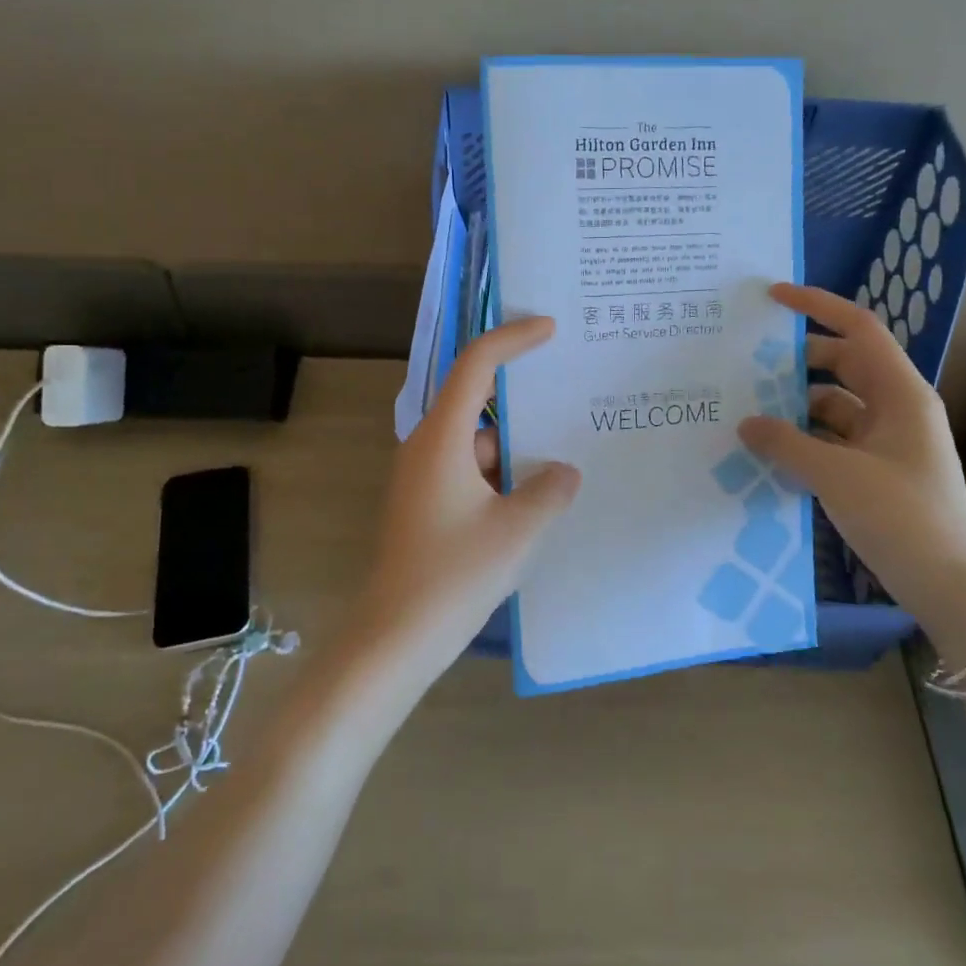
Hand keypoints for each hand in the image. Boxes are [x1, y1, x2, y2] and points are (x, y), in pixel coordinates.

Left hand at [351, 317, 581, 694]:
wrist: (396, 637)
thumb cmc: (455, 574)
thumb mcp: (518, 530)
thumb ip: (550, 491)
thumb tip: (564, 472)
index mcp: (442, 438)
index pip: (475, 366)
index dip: (512, 339)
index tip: (549, 328)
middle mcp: (426, 447)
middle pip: (478, 404)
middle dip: (524, 403)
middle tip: (569, 397)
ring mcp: (421, 477)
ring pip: (477, 445)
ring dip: (516, 451)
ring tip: (564, 462)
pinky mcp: (424, 504)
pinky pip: (469, 472)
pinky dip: (501, 477)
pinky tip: (533, 501)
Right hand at [736, 284, 965, 648]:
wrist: (948, 583)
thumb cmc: (901, 516)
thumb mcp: (837, 475)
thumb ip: (786, 443)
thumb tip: (746, 423)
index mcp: (900, 393)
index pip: (858, 329)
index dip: (817, 306)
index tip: (772, 297)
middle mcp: (895, 407)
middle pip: (841, 364)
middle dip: (796, 361)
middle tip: (746, 363)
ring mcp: (886, 440)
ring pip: (834, 405)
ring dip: (795, 405)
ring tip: (747, 409)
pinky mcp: (875, 469)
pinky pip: (833, 438)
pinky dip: (804, 438)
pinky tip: (769, 449)